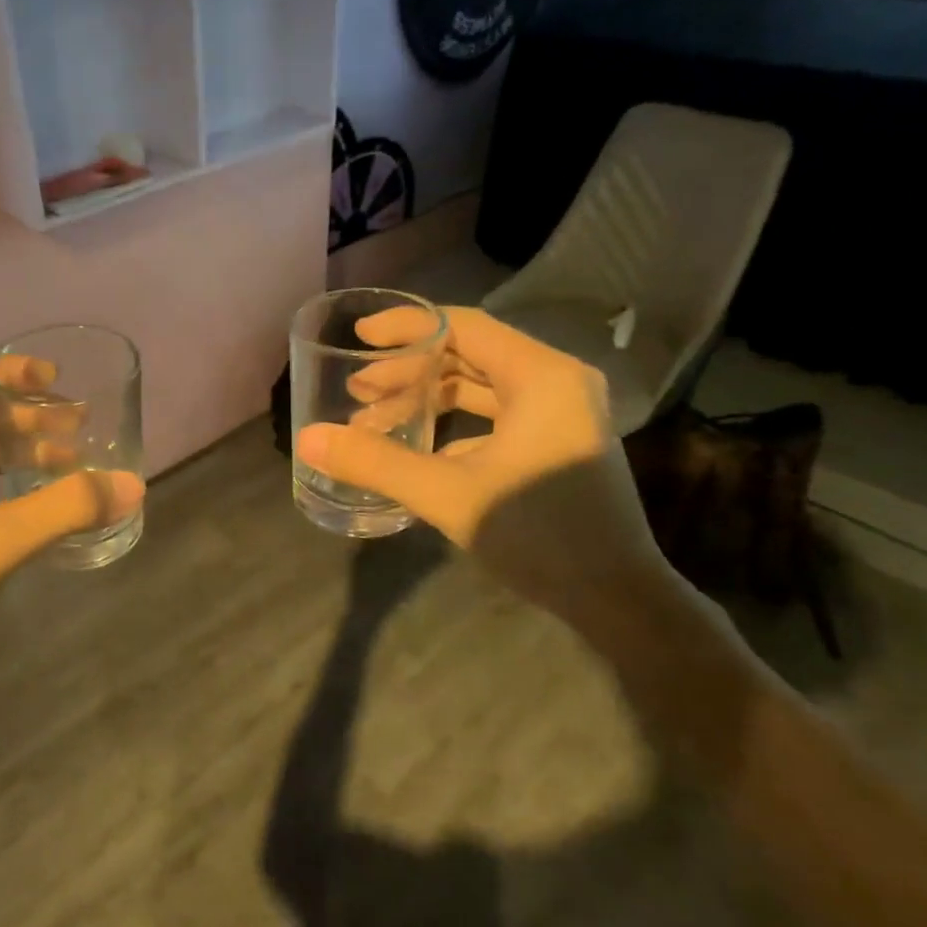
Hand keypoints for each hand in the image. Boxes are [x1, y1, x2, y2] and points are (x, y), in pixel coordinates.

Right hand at [295, 305, 667, 621]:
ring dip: (425, 397)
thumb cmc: (541, 535)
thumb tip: (308, 439)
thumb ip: (376, 463)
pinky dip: (450, 423)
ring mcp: (558, 414)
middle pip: (468, 353)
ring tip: (373, 418)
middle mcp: (554, 381)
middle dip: (408, 369)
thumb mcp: (449, 495)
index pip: (463, 326)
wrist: (619, 600)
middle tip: (357, 388)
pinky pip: (492, 415)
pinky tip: (414, 448)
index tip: (358, 336)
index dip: (406, 326)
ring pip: (479, 386)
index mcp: (540, 375)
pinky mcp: (554, 443)